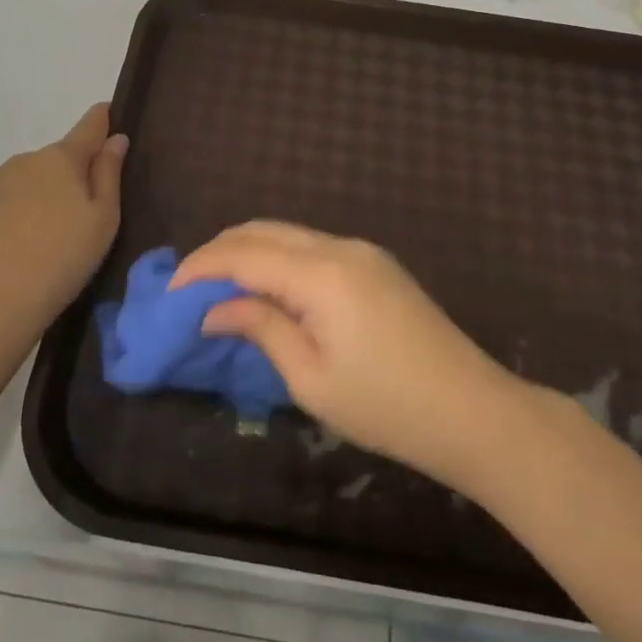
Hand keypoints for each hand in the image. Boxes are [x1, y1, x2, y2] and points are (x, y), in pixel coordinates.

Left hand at [0, 104, 127, 338]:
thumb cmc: (62, 261)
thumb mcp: (104, 221)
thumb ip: (109, 174)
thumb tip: (115, 138)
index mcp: (61, 159)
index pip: (89, 126)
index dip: (102, 120)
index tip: (109, 117)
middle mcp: (23, 160)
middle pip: (55, 160)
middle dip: (68, 177)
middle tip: (77, 219)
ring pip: (24, 181)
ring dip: (36, 197)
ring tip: (41, 242)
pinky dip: (8, 216)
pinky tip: (11, 250)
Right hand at [180, 221, 522, 489]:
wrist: (472, 410)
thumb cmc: (387, 407)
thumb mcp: (311, 378)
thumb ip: (261, 329)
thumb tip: (213, 309)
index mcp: (321, 273)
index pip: (243, 254)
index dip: (201, 267)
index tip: (170, 293)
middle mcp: (340, 247)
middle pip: (264, 231)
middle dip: (220, 251)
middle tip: (190, 288)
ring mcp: (362, 251)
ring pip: (288, 233)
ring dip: (249, 252)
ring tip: (221, 288)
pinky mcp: (376, 264)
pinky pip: (313, 247)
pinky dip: (279, 258)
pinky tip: (267, 287)